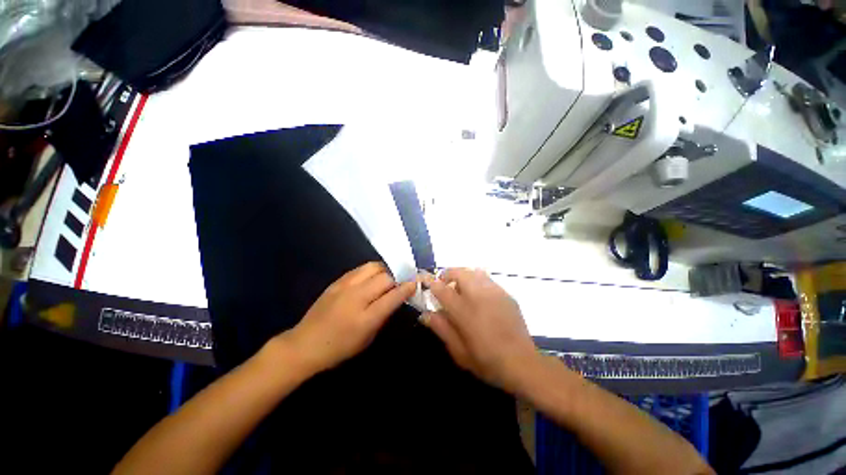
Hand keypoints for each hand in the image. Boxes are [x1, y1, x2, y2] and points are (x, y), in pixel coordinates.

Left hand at [282, 262, 416, 372]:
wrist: (304, 344)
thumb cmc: (339, 348)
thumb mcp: (367, 339)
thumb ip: (383, 316)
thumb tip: (395, 299)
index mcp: (366, 318)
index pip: (393, 296)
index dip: (407, 288)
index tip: (415, 283)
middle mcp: (356, 297)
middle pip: (385, 277)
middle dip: (397, 278)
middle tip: (400, 282)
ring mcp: (345, 287)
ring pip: (373, 267)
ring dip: (384, 270)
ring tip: (387, 277)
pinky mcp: (337, 281)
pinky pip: (360, 269)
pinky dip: (371, 270)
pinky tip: (371, 277)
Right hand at [419, 268, 538, 393]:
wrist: (523, 363)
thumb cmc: (487, 361)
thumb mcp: (458, 351)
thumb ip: (441, 328)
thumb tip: (425, 314)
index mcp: (464, 311)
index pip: (442, 289)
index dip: (431, 282)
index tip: (424, 280)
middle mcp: (478, 296)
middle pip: (459, 272)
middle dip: (448, 274)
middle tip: (444, 285)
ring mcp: (494, 292)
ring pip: (474, 272)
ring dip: (463, 276)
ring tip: (461, 289)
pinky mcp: (506, 294)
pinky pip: (487, 279)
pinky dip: (477, 281)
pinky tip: (479, 296)